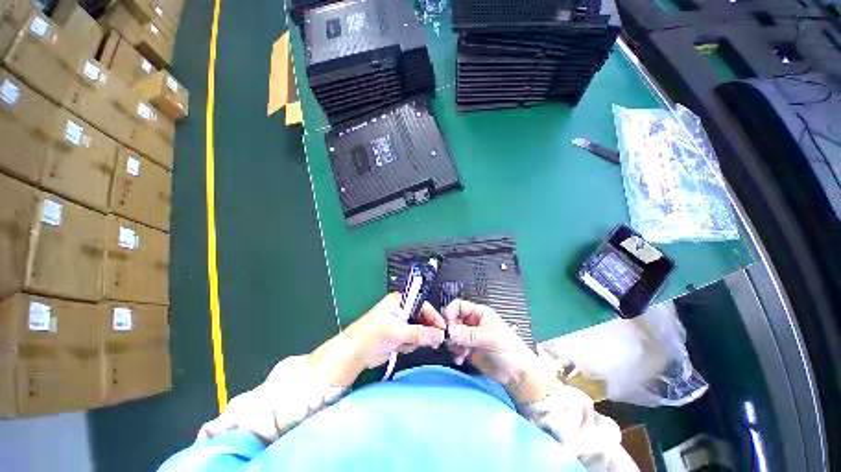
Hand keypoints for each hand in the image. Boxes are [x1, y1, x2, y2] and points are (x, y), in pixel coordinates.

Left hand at [309, 293, 446, 386]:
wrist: (354, 353)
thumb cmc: (373, 335)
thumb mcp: (398, 332)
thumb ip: (420, 333)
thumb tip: (439, 335)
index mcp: (400, 301)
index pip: (423, 305)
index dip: (433, 316)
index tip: (443, 329)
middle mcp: (401, 310)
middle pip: (422, 318)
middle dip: (425, 330)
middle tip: (432, 341)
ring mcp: (399, 323)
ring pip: (418, 330)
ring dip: (416, 339)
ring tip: (404, 344)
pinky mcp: (397, 336)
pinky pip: (412, 339)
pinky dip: (409, 345)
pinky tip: (399, 348)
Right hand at [444, 299, 560, 403]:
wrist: (517, 374)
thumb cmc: (508, 349)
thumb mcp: (490, 338)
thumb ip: (469, 334)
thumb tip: (450, 331)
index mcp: (478, 313)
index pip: (458, 306)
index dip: (450, 313)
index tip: (447, 326)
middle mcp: (472, 322)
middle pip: (453, 320)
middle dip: (450, 331)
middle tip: (452, 342)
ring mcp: (470, 336)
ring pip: (452, 334)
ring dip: (453, 344)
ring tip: (460, 353)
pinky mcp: (468, 349)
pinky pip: (455, 347)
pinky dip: (455, 353)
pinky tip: (461, 360)